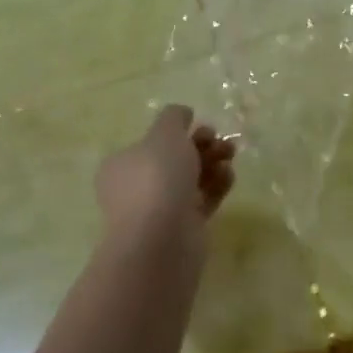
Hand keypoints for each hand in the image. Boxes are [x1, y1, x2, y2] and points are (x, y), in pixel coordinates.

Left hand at [95, 106, 236, 246]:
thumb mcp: (164, 134)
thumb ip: (173, 118)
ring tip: (230, 154)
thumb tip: (182, 113)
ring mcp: (161, 210)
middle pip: (174, 160)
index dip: (177, 132)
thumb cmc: (156, 178)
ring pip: (191, 179)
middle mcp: (137, 188)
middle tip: (219, 140)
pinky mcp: (184, 227)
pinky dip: (217, 185)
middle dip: (200, 146)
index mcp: (122, 165)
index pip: (150, 143)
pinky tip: (229, 175)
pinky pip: (203, 199)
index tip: (199, 125)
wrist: (162, 240)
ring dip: (212, 162)